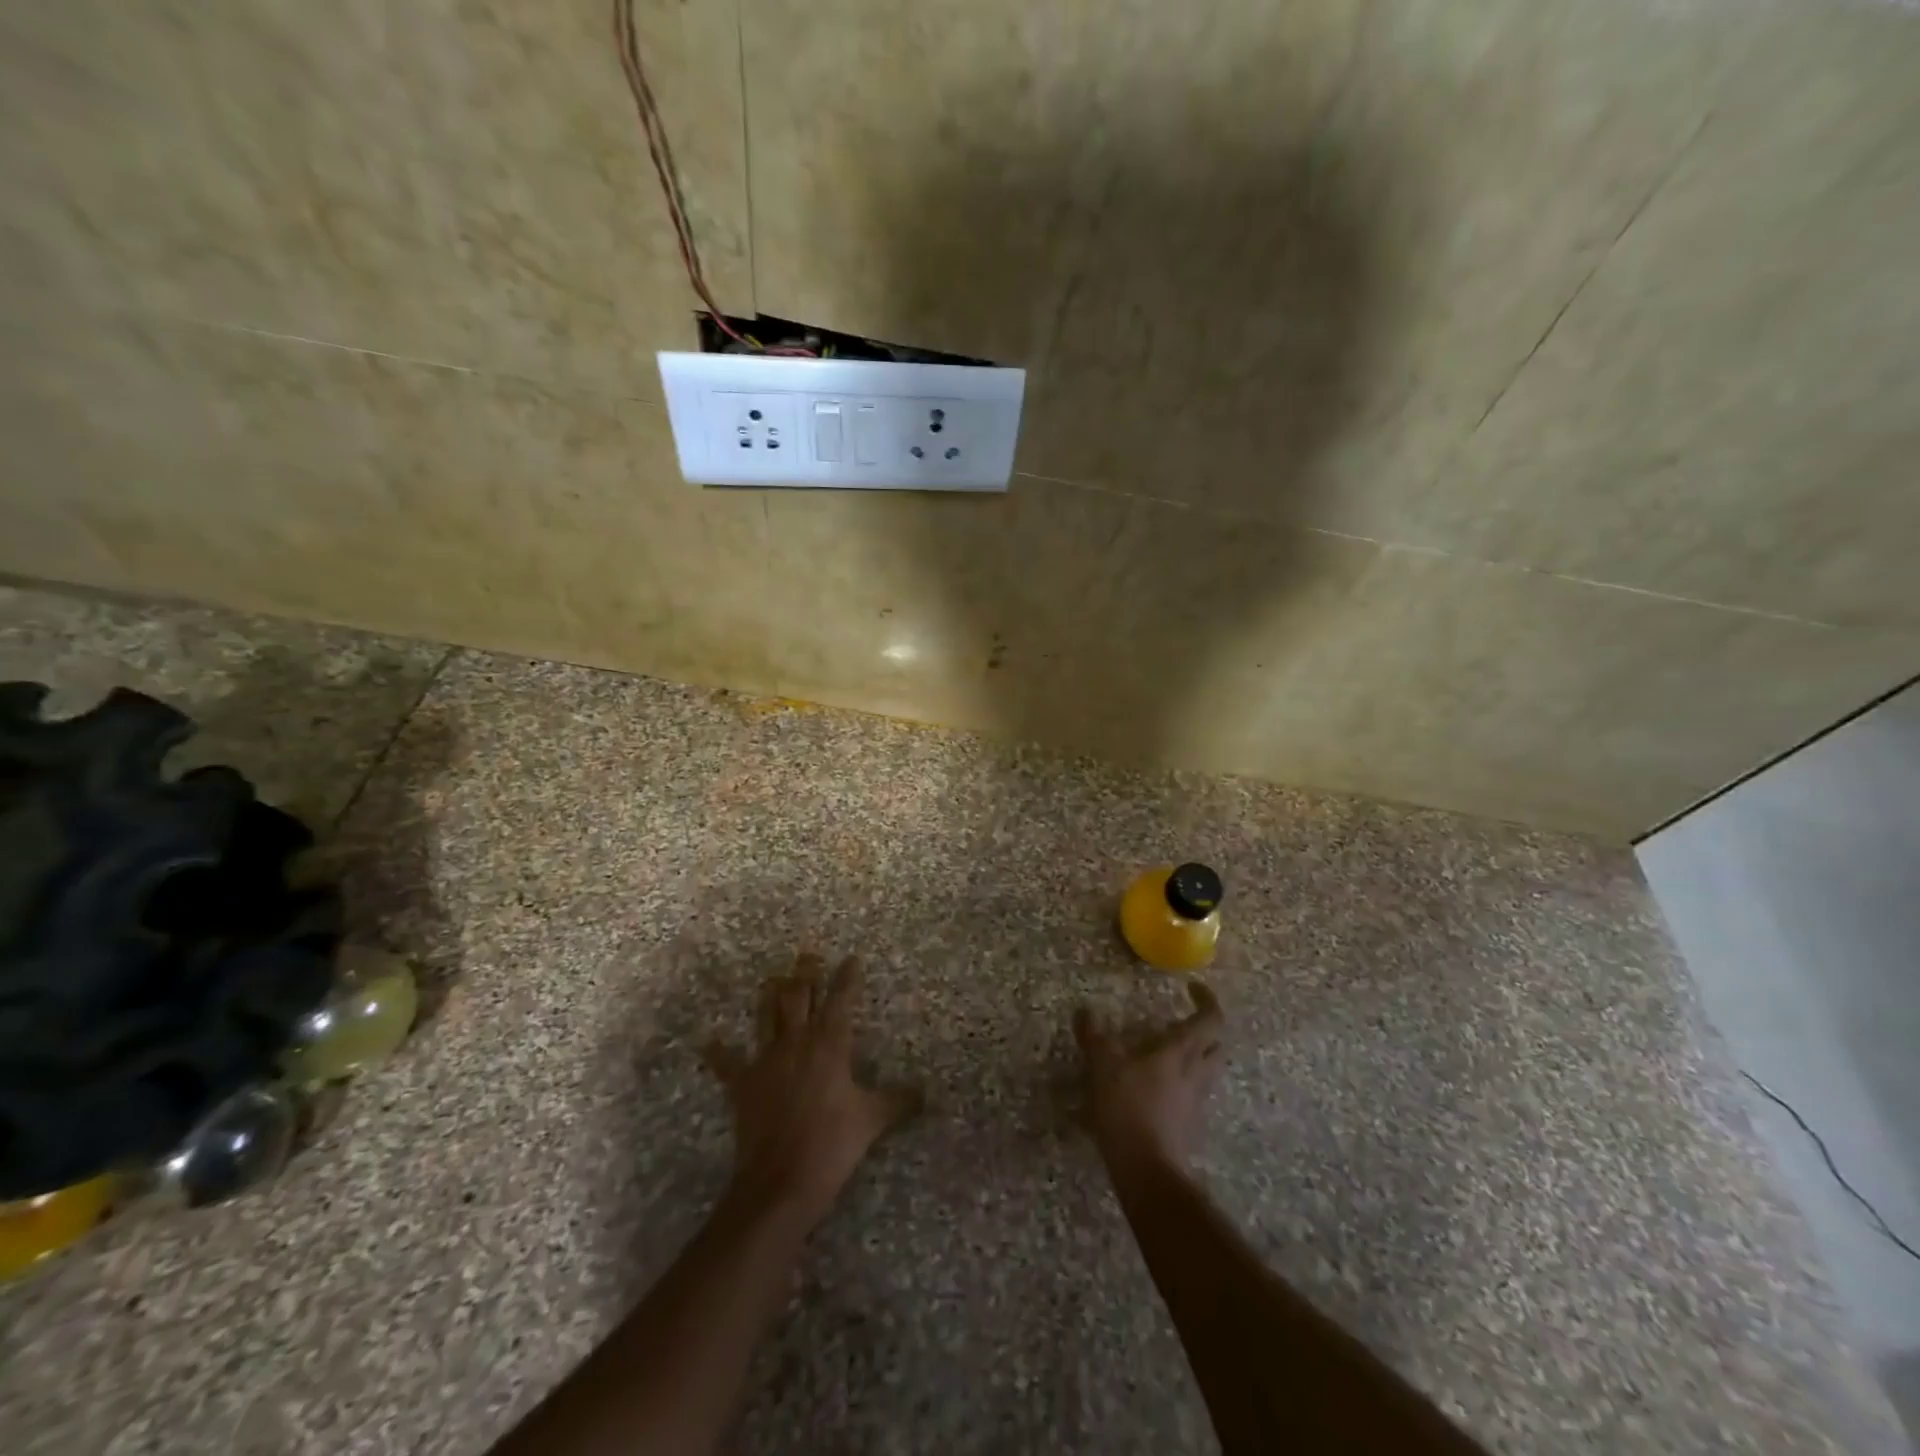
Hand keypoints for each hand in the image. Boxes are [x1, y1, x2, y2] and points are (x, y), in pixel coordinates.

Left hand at [703, 953, 918, 1229]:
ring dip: (770, 995)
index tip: (852, 958)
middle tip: (808, 954)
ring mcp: (766, 1060)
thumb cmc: (833, 1143)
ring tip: (772, 978)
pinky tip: (708, 1041)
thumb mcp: (873, 1120)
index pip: (841, 999)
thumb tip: (927, 1092)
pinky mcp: (742, 1084)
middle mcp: (797, 1041)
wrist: (782, 1180)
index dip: (847, 977)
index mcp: (830, 1043)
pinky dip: (719, 1052)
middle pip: (799, 996)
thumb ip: (900, 1100)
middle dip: (805, 973)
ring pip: (767, 1016)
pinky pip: (727, 1063)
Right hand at [1074, 981, 1224, 1179]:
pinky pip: (1193, 1097)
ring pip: (1207, 1073)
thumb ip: (1094, 1037)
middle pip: (1217, 1047)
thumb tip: (1084, 1010)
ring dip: (1196, 1059)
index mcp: (1181, 1052)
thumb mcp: (1103, 1066)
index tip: (1192, 988)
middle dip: (1206, 1031)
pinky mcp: (1190, 1128)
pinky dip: (1182, 1086)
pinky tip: (1158, 1091)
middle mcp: (1196, 1074)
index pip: (1210, 1020)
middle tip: (1184, 1023)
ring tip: (1167, 1055)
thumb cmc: (1128, 1109)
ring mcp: (1197, 1104)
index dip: (1206, 1000)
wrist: (1148, 1172)